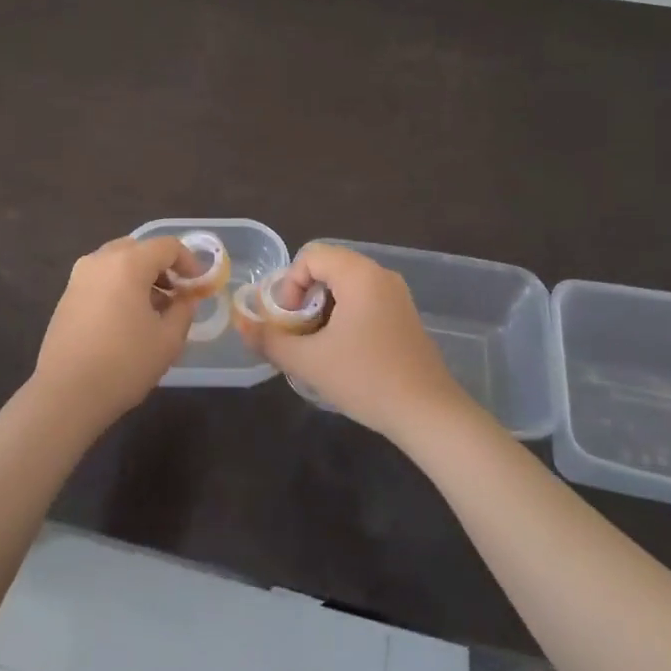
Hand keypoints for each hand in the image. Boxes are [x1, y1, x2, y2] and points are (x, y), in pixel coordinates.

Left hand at [32, 235, 197, 426]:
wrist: (66, 394)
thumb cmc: (124, 364)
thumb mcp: (168, 340)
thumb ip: (184, 310)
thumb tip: (187, 298)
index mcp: (128, 263)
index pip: (167, 246)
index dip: (189, 261)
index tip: (199, 285)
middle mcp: (100, 261)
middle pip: (139, 248)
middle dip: (162, 267)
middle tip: (177, 294)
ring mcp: (79, 277)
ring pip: (117, 262)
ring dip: (140, 277)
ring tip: (154, 310)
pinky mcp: (66, 296)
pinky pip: (101, 278)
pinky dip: (119, 287)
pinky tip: (127, 320)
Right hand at [246, 243, 472, 438]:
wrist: (429, 414)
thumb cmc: (366, 379)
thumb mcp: (309, 361)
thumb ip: (270, 340)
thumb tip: (241, 325)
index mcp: (359, 274)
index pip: (311, 256)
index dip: (290, 284)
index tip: (288, 320)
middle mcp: (381, 275)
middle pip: (329, 267)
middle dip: (304, 296)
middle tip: (297, 331)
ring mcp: (397, 295)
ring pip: (347, 286)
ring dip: (323, 308)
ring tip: (316, 344)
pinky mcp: (405, 316)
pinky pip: (365, 300)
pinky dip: (345, 315)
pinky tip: (343, 352)